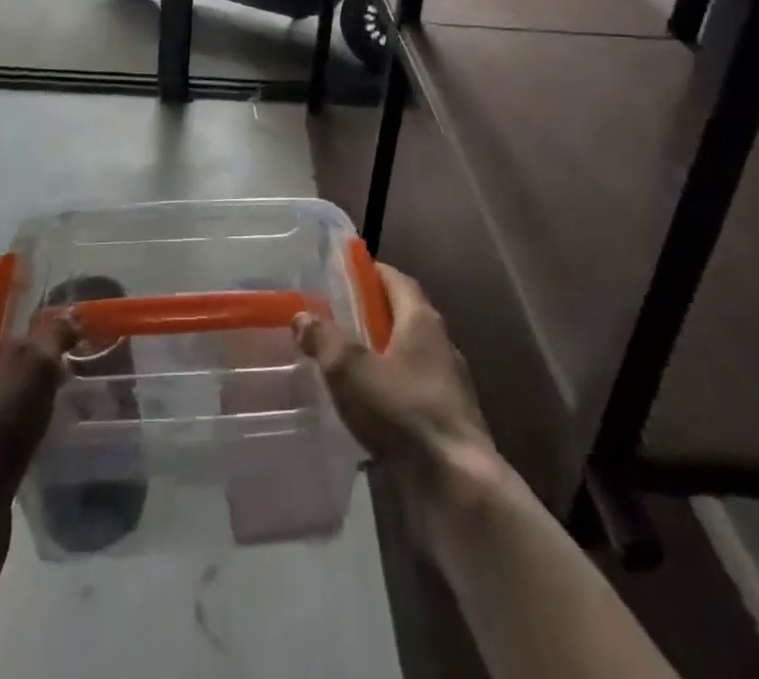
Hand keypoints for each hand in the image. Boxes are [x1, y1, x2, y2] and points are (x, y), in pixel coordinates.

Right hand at [294, 263, 499, 514]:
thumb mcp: (350, 369)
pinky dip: (387, 390)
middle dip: (370, 314)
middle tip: (332, 316)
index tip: (343, 271)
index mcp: (422, 321)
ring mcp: (447, 387)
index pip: (396, 280)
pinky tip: (363, 407)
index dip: (371, 272)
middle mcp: (440, 346)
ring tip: (341, 362)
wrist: (456, 487)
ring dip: (378, 355)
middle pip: (402, 317)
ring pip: (406, 357)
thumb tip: (302, 316)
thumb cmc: (403, 411)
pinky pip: (410, 392)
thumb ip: (324, 338)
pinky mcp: (444, 423)